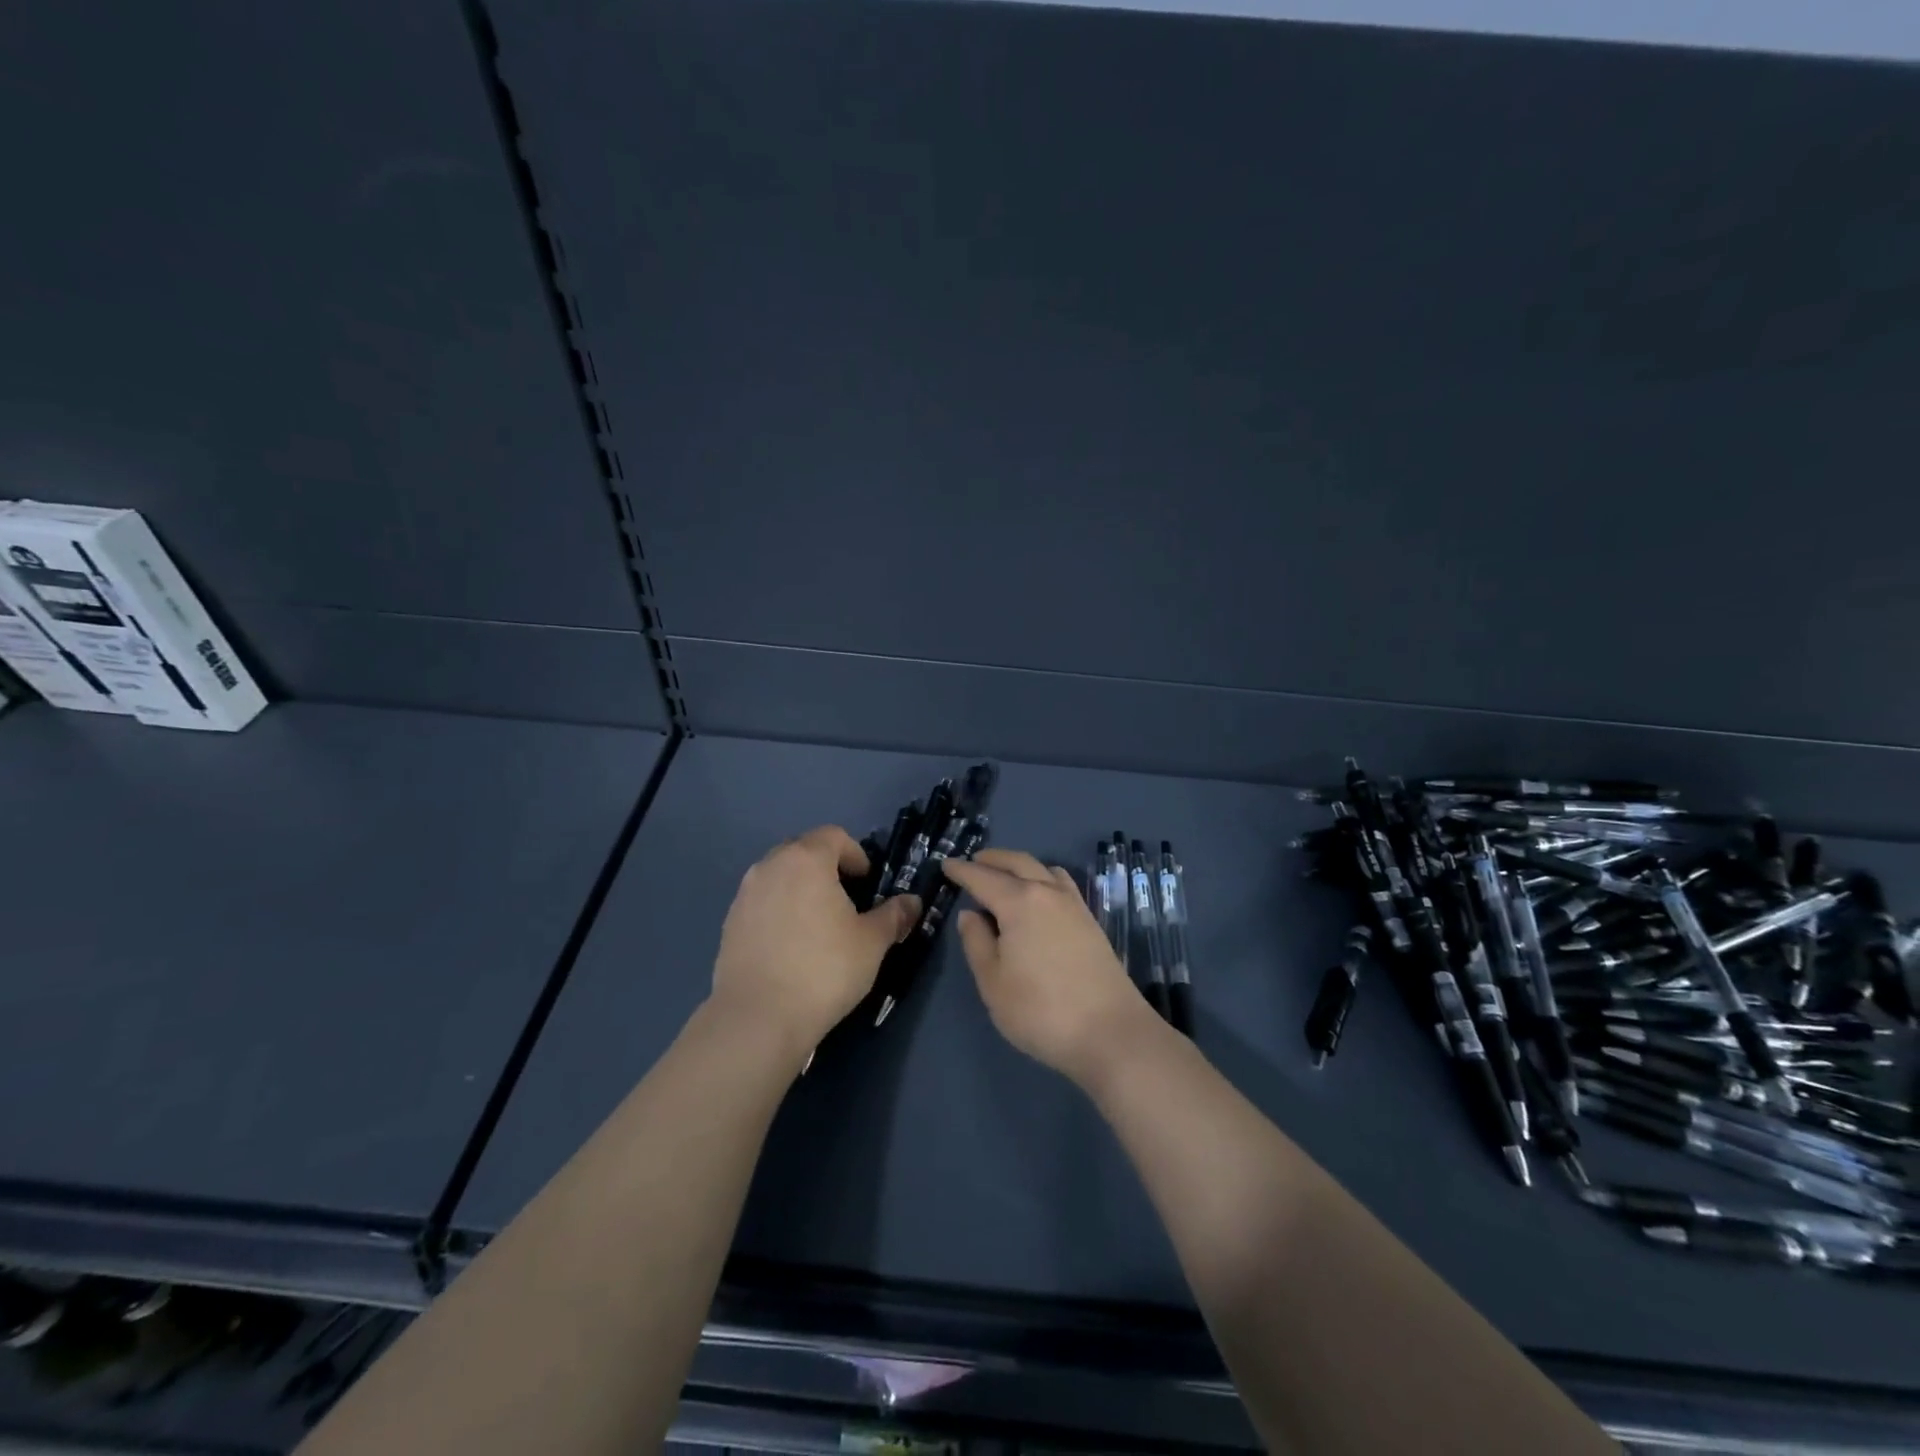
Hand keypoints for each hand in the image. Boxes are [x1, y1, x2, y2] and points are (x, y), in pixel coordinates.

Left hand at [710, 826, 920, 1056]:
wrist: (758, 1017)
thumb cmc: (824, 969)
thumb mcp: (871, 942)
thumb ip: (893, 916)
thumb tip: (912, 902)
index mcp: (806, 860)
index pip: (834, 835)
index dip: (855, 854)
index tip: (867, 882)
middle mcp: (770, 866)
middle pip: (803, 851)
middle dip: (826, 868)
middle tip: (846, 900)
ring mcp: (745, 894)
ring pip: (779, 876)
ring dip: (800, 888)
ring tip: (818, 924)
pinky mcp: (729, 923)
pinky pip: (762, 903)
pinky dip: (779, 911)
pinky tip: (791, 946)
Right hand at [941, 848, 1157, 1083]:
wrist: (1110, 1032)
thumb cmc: (1040, 1010)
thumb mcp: (993, 982)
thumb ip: (976, 943)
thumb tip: (970, 914)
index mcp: (1019, 902)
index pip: (983, 877)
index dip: (962, 870)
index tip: (946, 864)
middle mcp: (1048, 893)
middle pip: (1018, 862)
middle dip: (993, 859)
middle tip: (974, 861)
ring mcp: (1074, 905)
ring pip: (1043, 869)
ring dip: (1020, 865)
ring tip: (1005, 875)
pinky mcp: (1091, 921)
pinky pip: (1062, 884)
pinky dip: (1044, 877)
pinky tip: (1040, 895)